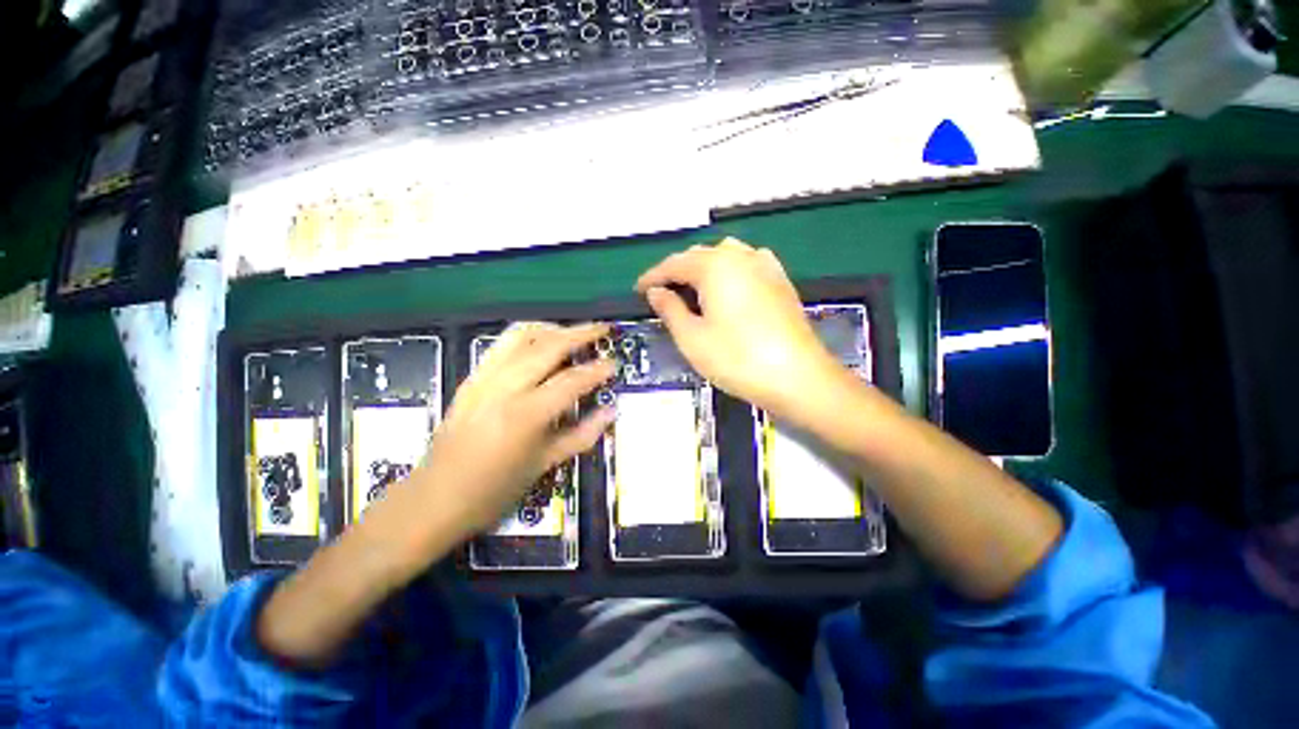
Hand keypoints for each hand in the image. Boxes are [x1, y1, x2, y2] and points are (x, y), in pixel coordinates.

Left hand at [412, 322, 615, 537]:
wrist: (435, 498)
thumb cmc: (495, 489)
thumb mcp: (545, 464)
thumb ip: (583, 434)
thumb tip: (610, 412)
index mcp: (526, 414)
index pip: (572, 381)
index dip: (598, 370)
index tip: (614, 363)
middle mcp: (505, 387)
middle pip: (549, 346)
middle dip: (580, 333)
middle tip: (602, 329)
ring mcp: (483, 378)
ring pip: (521, 336)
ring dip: (552, 328)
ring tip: (572, 332)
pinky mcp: (471, 378)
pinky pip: (501, 344)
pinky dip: (526, 336)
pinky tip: (539, 343)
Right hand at [636, 238, 840, 417]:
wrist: (799, 378)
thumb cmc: (737, 359)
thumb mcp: (692, 338)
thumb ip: (670, 309)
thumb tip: (656, 292)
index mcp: (715, 266)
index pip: (674, 264)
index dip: (653, 277)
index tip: (638, 290)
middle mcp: (740, 256)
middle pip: (699, 255)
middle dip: (677, 271)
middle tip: (661, 294)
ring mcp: (765, 266)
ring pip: (724, 257)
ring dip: (703, 269)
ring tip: (691, 291)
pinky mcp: (780, 281)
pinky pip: (746, 265)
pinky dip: (728, 272)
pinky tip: (727, 289)